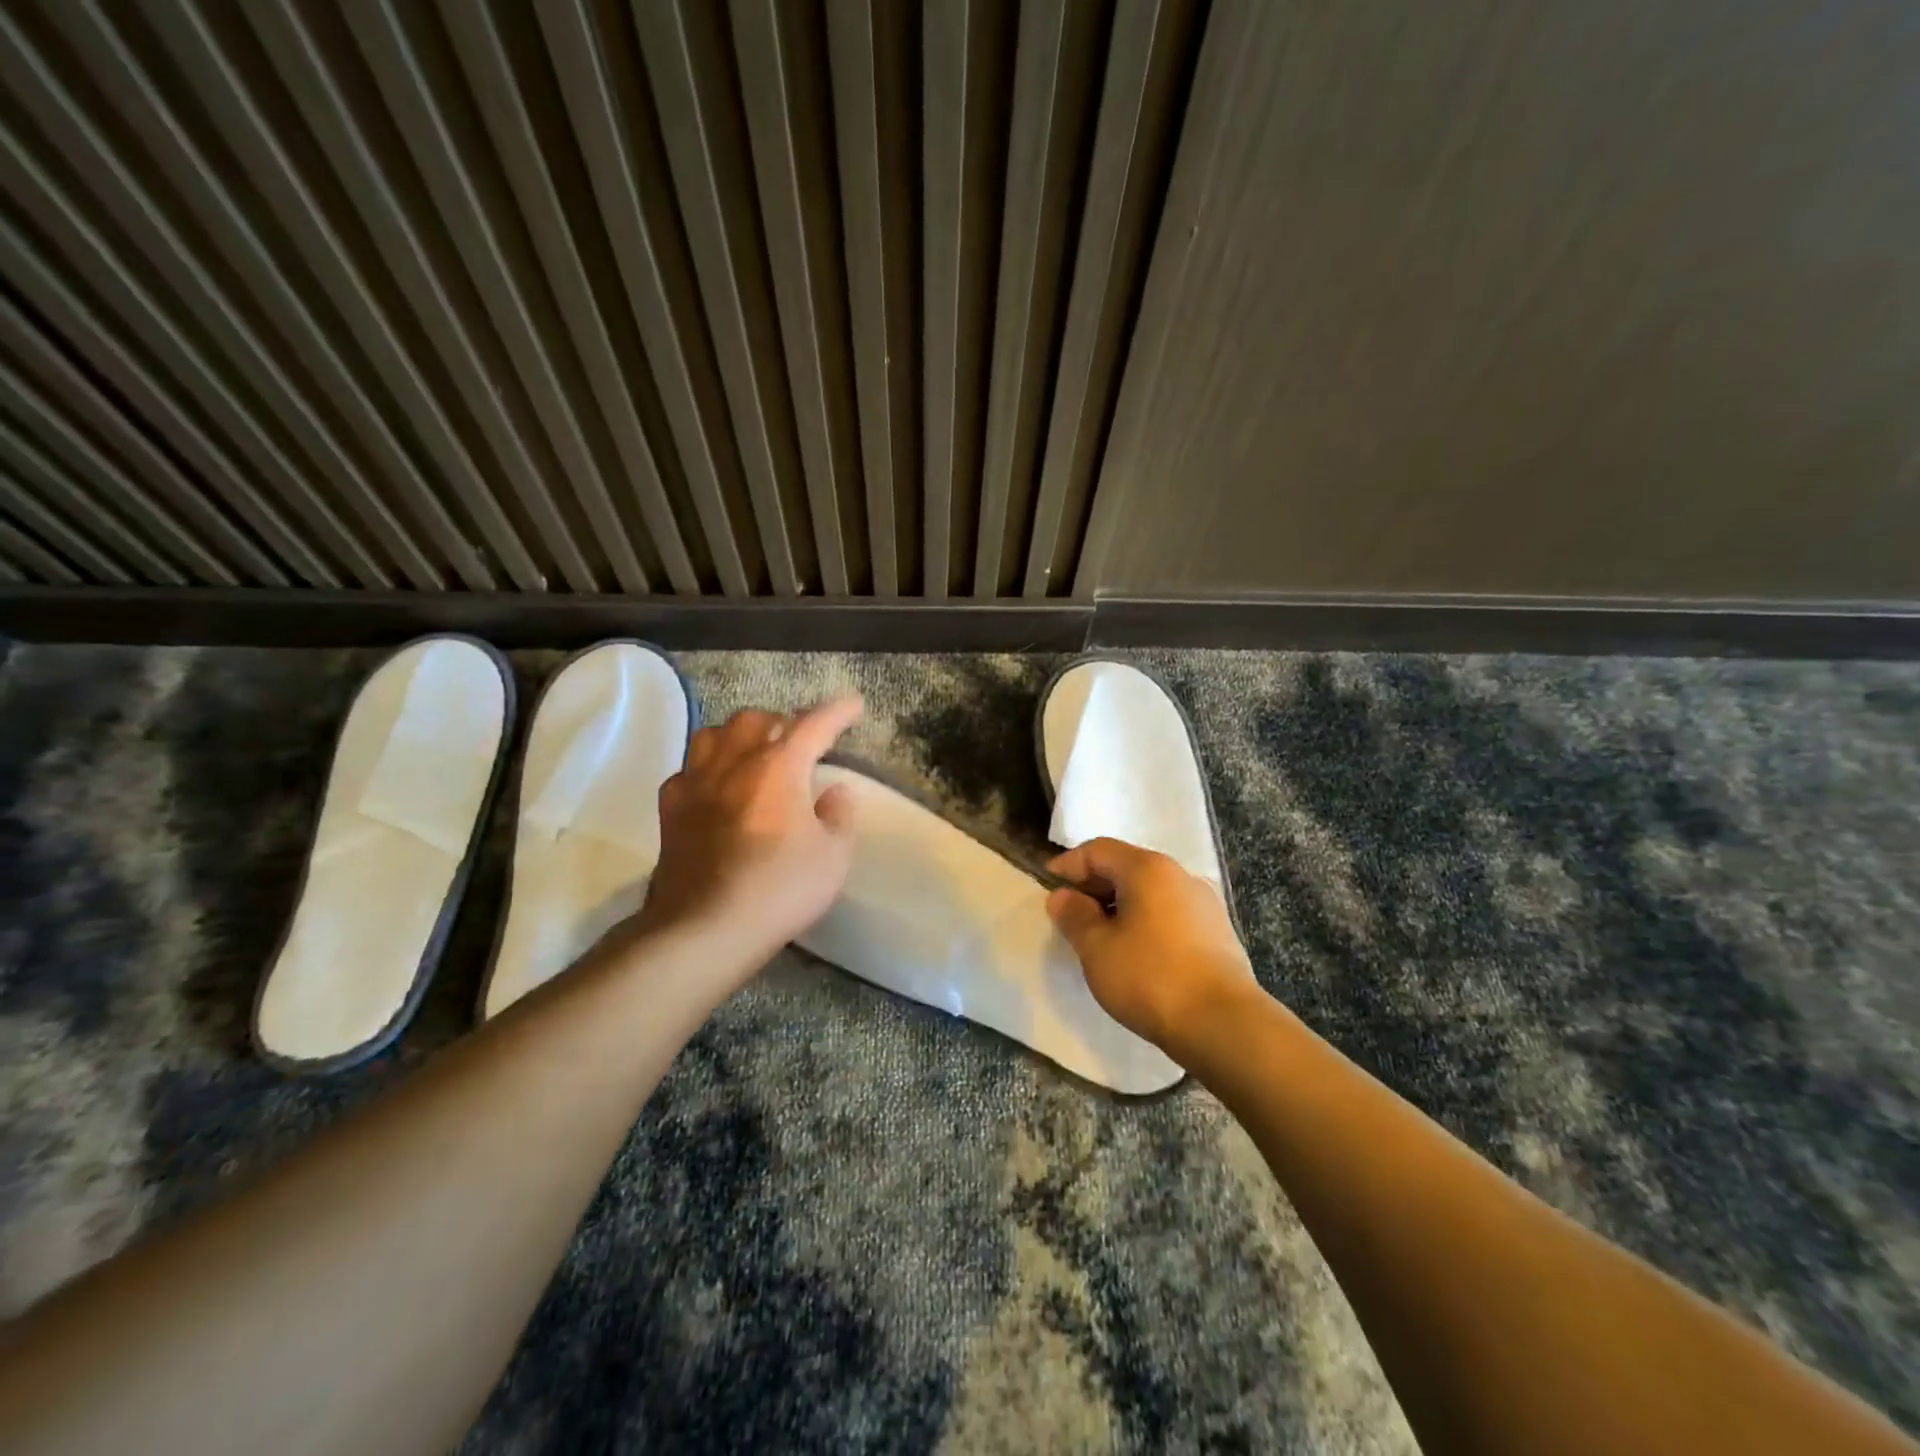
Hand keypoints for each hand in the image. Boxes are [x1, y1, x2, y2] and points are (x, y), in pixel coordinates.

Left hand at [637, 697, 862, 975]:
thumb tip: (835, 791)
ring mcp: (695, 783)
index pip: (813, 724)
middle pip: (755, 719)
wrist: (705, 928)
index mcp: (778, 767)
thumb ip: (840, 815)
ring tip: (754, 753)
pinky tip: (717, 788)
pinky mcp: (670, 810)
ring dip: (739, 736)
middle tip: (800, 742)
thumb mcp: (833, 856)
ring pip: (714, 735)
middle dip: (782, 722)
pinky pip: (688, 770)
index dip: (837, 711)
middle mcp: (733, 763)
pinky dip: (708, 769)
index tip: (854, 704)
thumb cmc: (780, 889)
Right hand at [1045, 837, 1256, 1050]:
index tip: (1048, 884)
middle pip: (1127, 866)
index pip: (1098, 850)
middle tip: (1072, 913)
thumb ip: (1074, 916)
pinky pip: (1170, 912)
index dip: (1069, 864)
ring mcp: (1204, 902)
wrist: (1223, 1024)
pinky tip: (1138, 951)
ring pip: (1150, 891)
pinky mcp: (1218, 931)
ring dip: (1121, 905)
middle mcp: (1179, 874)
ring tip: (1102, 935)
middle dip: (1095, 884)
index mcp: (1148, 868)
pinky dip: (1146, 920)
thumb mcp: (1096, 948)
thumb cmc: (1149, 978)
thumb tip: (1062, 896)